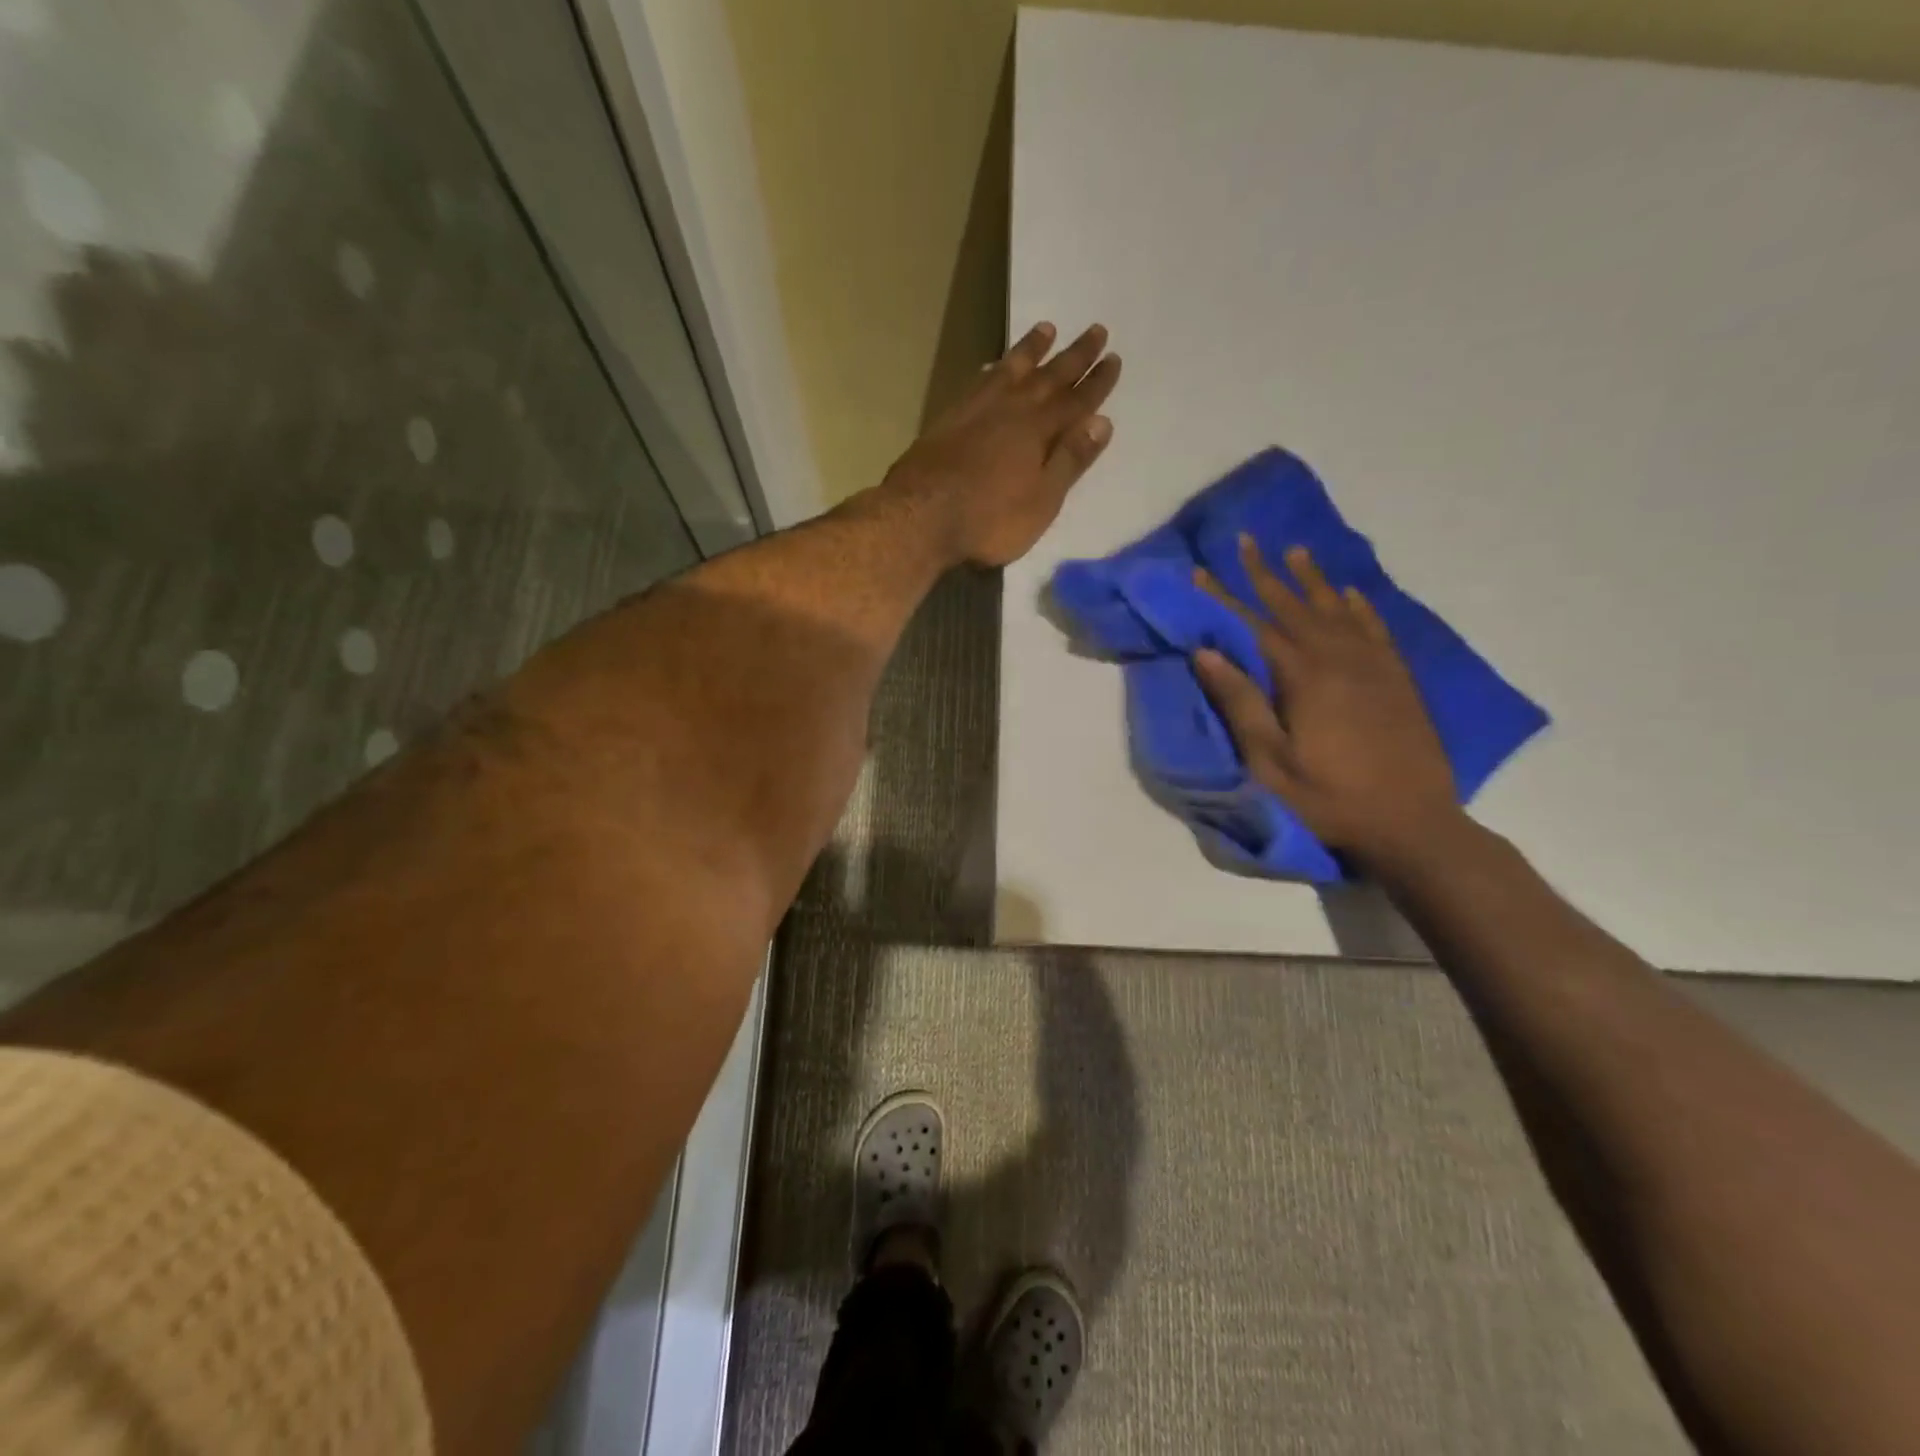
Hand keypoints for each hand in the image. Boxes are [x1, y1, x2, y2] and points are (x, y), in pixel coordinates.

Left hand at [883, 321, 1121, 567]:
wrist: (921, 515)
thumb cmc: (990, 518)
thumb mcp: (1042, 500)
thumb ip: (1070, 460)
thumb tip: (1102, 422)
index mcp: (1040, 430)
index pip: (1077, 401)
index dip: (1097, 382)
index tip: (1114, 358)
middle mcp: (1012, 409)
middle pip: (1050, 376)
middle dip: (1075, 355)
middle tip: (1096, 329)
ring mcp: (977, 410)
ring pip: (1011, 369)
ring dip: (1032, 350)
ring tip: (1047, 329)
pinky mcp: (949, 419)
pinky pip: (978, 382)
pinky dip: (992, 370)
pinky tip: (992, 366)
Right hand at [1195, 537, 1462, 866]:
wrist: (1412, 823)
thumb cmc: (1328, 797)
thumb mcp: (1270, 760)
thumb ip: (1240, 703)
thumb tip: (1206, 652)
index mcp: (1303, 677)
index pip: (1253, 625)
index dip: (1223, 598)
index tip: (1200, 571)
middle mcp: (1338, 659)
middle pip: (1294, 606)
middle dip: (1265, 573)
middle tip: (1246, 540)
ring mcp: (1373, 666)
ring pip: (1335, 610)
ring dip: (1312, 579)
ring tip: (1295, 550)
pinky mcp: (1397, 679)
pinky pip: (1375, 629)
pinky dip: (1359, 607)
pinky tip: (1349, 593)